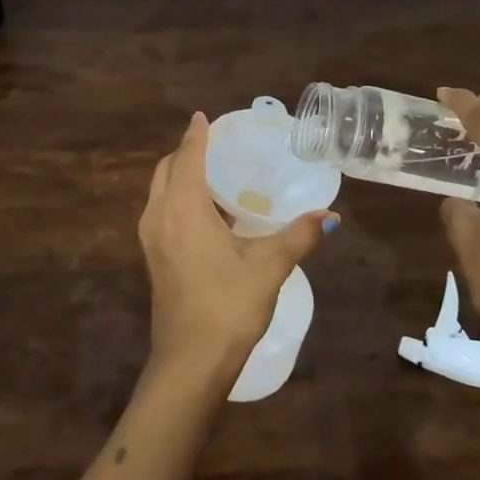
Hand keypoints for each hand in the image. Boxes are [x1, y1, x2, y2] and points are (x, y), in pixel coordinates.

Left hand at [137, 112, 336, 383]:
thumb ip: (298, 236)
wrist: (189, 363)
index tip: (203, 117)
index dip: (196, 135)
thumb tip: (329, 215)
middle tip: (215, 146)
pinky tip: (208, 216)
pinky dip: (178, 200)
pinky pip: (161, 213)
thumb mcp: (269, 266)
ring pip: (160, 193)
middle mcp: (159, 216)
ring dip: (180, 178)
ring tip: (215, 176)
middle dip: (185, 153)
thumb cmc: (227, 305)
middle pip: (166, 170)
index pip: (187, 157)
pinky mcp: (153, 260)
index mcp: (182, 208)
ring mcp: (151, 240)